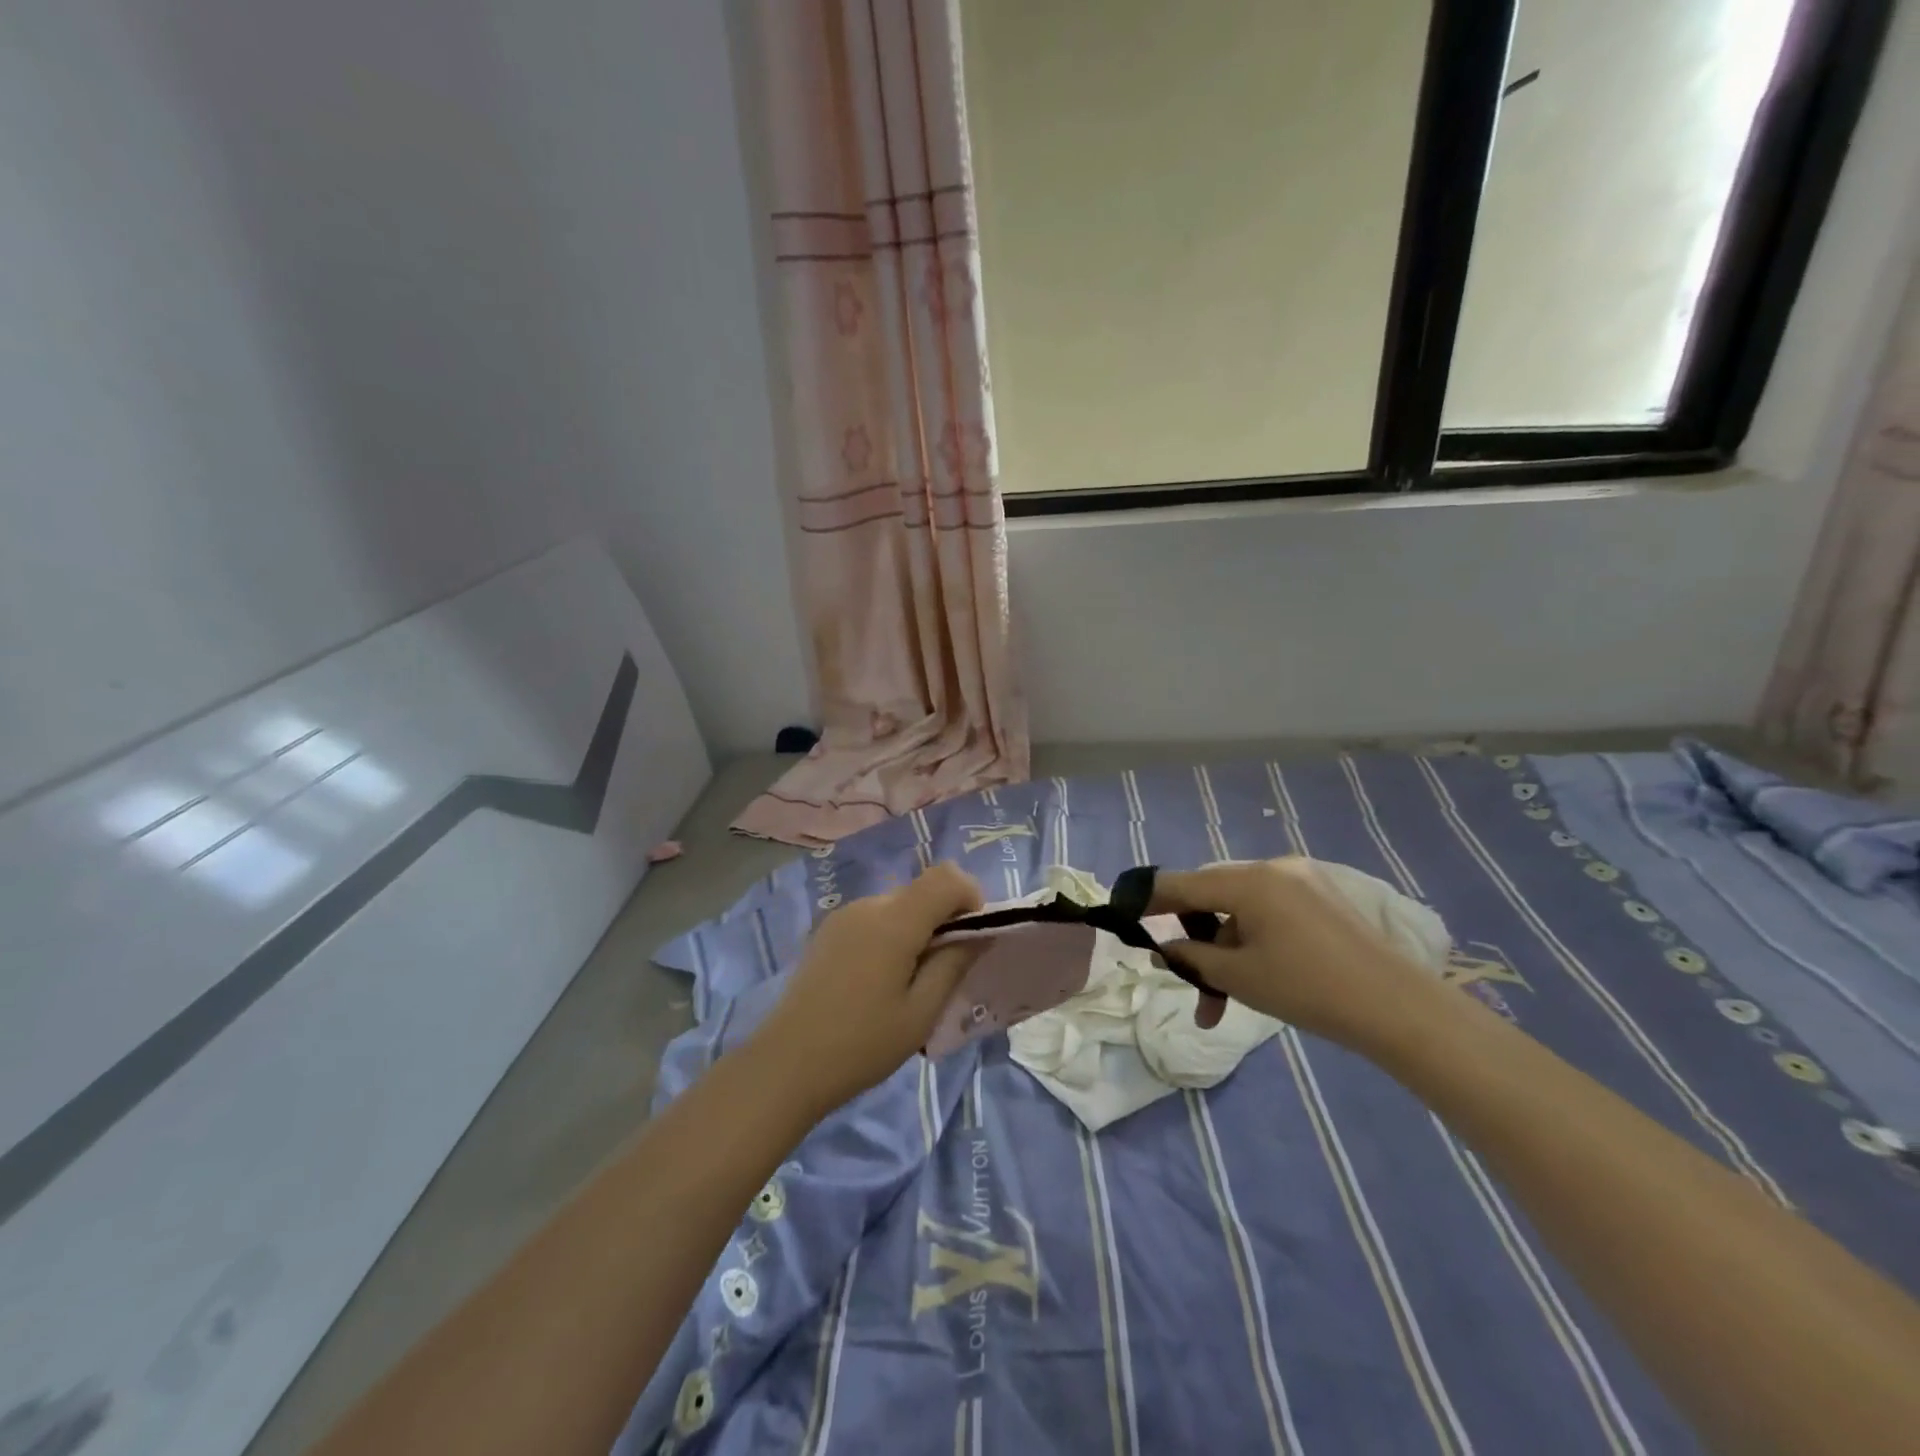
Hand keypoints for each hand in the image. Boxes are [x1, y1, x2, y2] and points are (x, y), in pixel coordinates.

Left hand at [748, 862, 985, 1115]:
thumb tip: (979, 933)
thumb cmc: (862, 1044)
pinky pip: (875, 918)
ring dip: (918, 929)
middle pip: (923, 890)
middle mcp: (868, 904)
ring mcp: (844, 915)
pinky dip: (893, 935)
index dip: (971, 898)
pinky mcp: (828, 930)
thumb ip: (954, 963)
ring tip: (911, 982)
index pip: (947, 877)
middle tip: (945, 969)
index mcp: (894, 920)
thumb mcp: (921, 1012)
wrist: (786, 1064)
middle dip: (945, 918)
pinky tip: (880, 981)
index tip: (971, 940)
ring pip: (899, 904)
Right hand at [1151, 858, 1444, 1045]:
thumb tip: (1165, 949)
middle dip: (1194, 938)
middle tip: (1185, 978)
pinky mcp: (1323, 898)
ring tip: (1225, 998)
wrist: (1399, 1008)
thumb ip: (1192, 957)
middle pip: (1212, 896)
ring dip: (1225, 947)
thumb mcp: (1239, 976)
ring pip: (1242, 908)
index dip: (1149, 900)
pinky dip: (1253, 939)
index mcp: (1249, 881)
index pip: (1182, 884)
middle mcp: (1273, 868)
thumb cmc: (1308, 990)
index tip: (1124, 914)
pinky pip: (1270, 911)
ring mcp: (1302, 880)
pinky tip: (1257, 974)